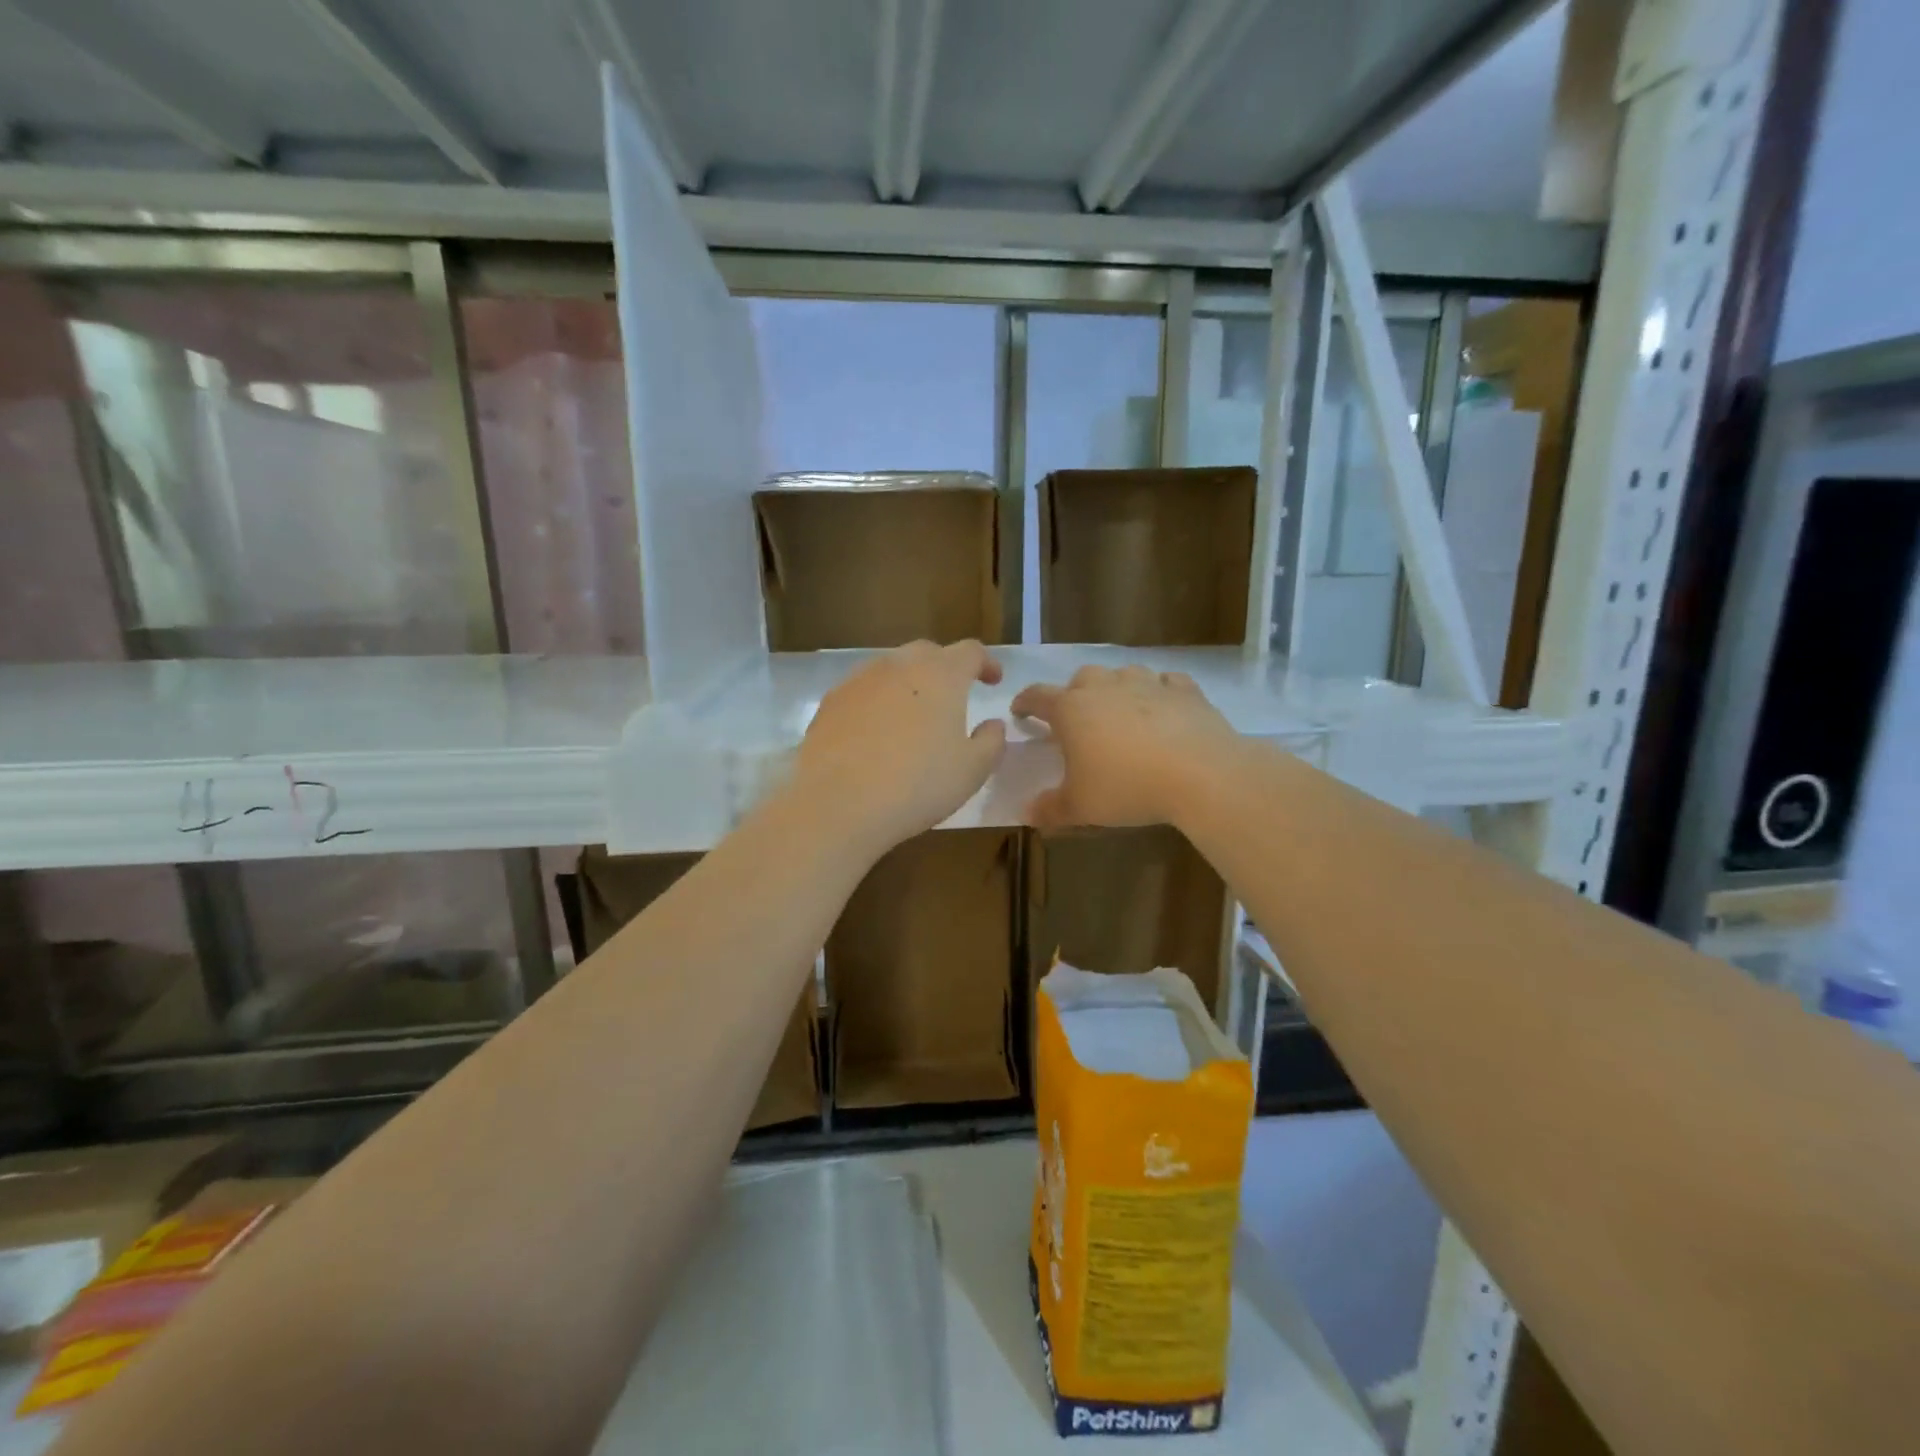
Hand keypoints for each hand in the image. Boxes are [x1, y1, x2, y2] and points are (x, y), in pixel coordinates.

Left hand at [792, 640, 1006, 855]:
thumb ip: (991, 741)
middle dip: (945, 669)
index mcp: (941, 674)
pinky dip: (877, 702)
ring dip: (908, 684)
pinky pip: (862, 692)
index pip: (971, 651)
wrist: (838, 804)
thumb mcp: (972, 770)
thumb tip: (992, 724)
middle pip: (927, 653)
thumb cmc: (917, 784)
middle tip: (953, 696)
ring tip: (913, 715)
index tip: (993, 681)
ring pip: (891, 669)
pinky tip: (875, 732)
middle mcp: (899, 665)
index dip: (986, 663)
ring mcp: (859, 680)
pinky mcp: (830, 701)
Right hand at [1011, 665, 1239, 829]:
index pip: (1037, 697)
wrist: (1199, 774)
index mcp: (1071, 709)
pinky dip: (1160, 693)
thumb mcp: (1081, 806)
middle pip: (1081, 679)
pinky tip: (1164, 710)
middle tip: (1078, 720)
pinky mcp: (1184, 690)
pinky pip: (1166, 683)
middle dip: (1074, 695)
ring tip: (1121, 713)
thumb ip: (1051, 808)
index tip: (1020, 711)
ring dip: (1116, 689)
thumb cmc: (1127, 787)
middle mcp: (1105, 686)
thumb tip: (1027, 812)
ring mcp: (1147, 683)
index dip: (1025, 703)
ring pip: (1123, 675)